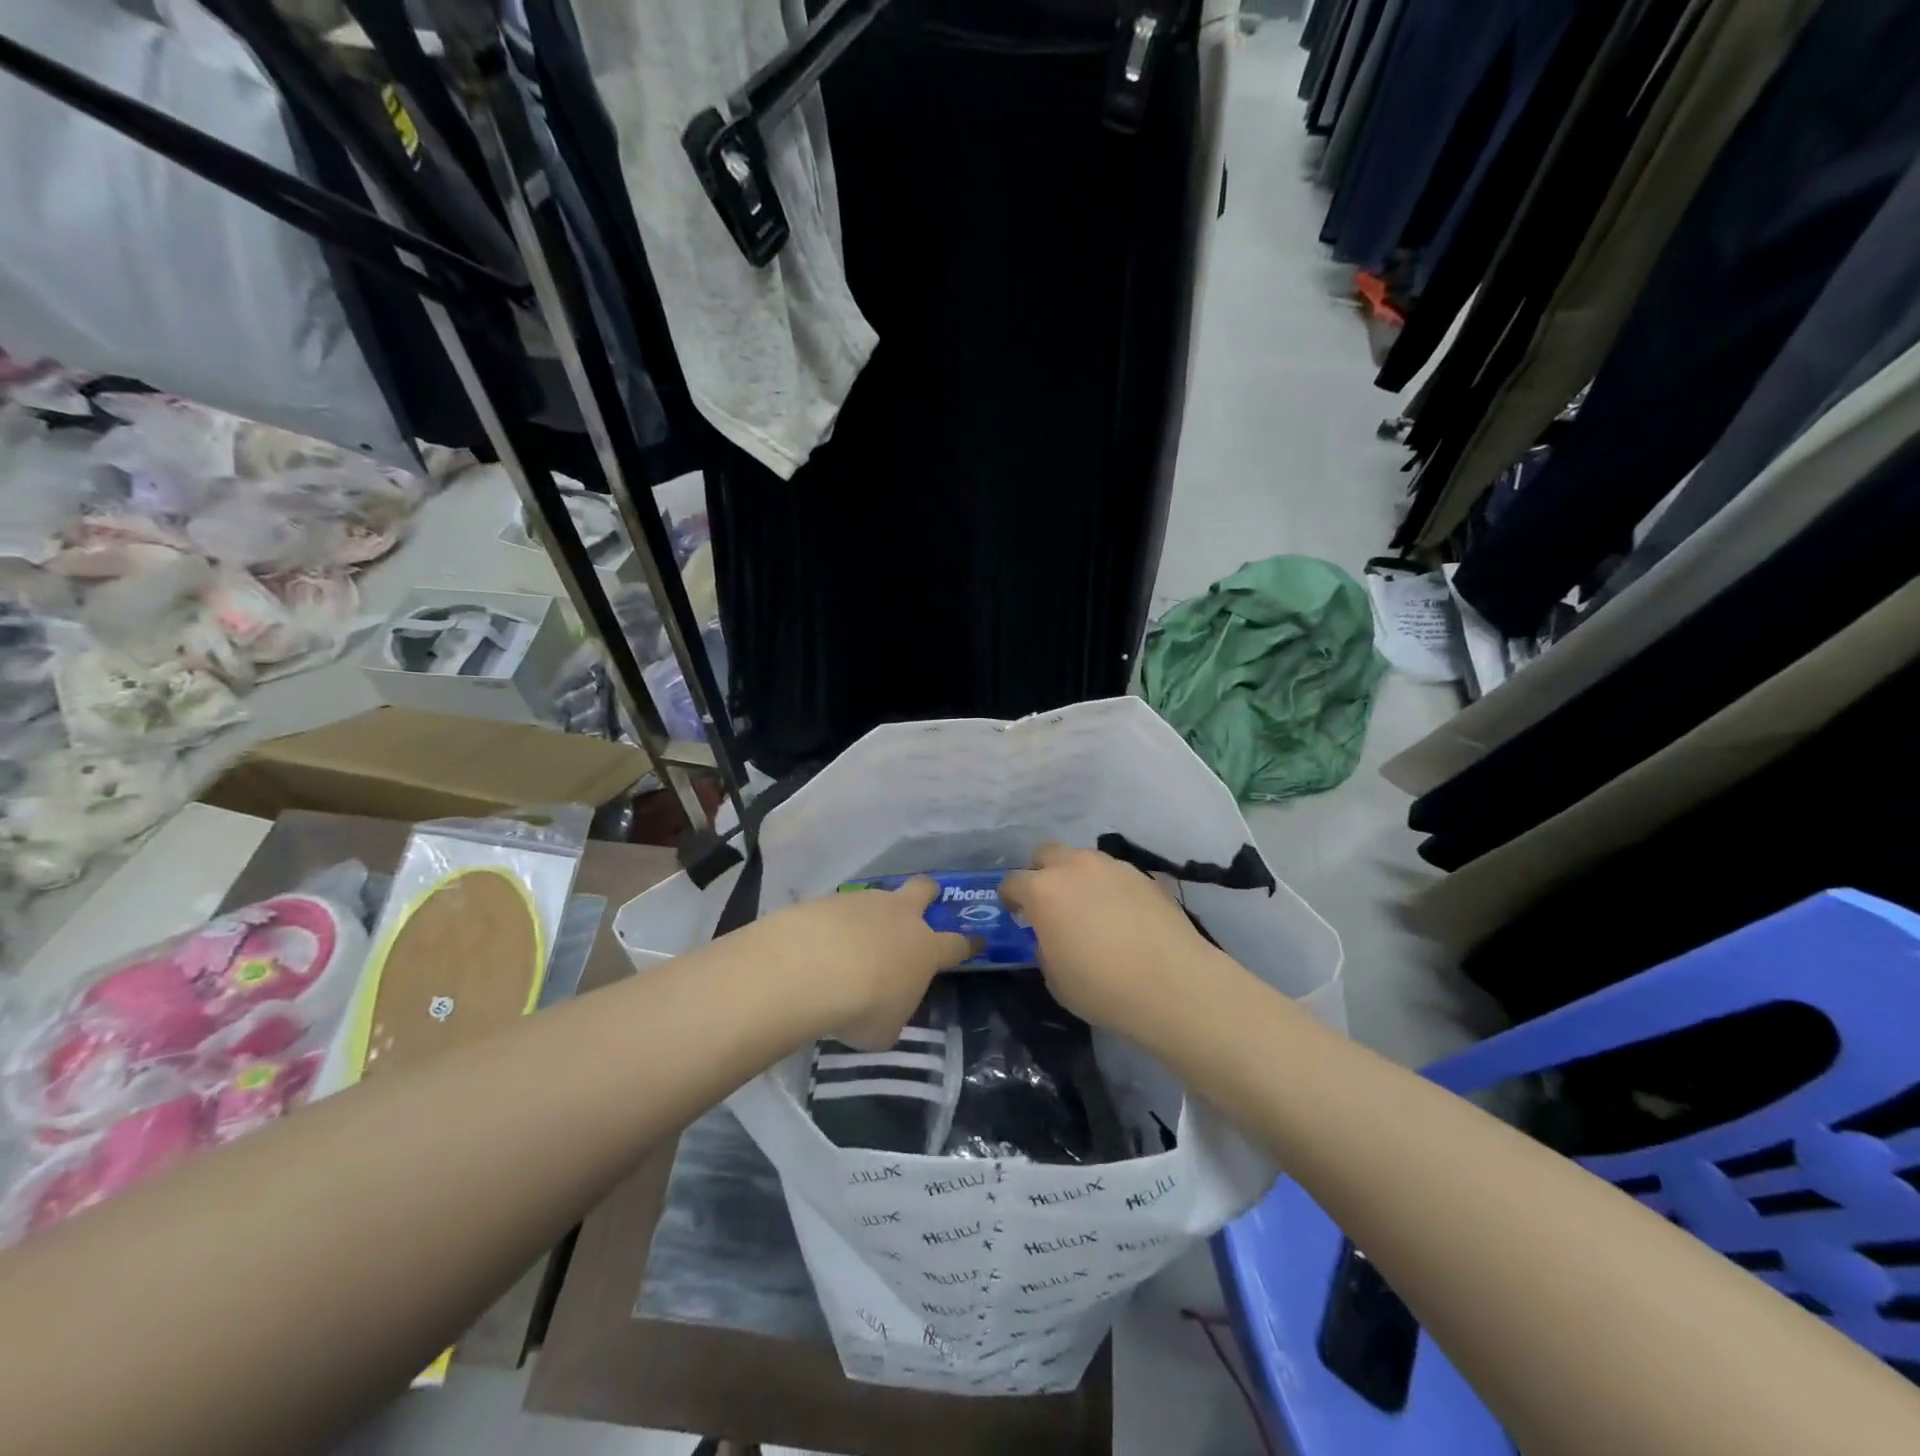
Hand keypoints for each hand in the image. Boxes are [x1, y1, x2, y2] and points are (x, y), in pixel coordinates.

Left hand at [751, 878, 970, 1049]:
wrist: (809, 968)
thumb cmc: (861, 1006)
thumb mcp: (884, 1030)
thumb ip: (893, 1016)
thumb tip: (886, 1011)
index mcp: (925, 949)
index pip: (957, 944)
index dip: (969, 944)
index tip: (976, 942)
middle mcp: (900, 917)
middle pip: (924, 889)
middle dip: (928, 893)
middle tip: (924, 901)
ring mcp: (865, 902)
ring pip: (880, 896)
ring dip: (874, 913)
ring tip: (854, 938)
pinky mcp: (830, 899)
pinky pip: (841, 908)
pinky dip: (836, 922)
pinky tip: (821, 942)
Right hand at [1001, 842, 1231, 1042]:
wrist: (1173, 984)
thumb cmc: (1102, 987)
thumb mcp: (1055, 977)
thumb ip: (1045, 947)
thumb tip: (1052, 936)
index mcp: (1043, 890)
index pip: (1013, 881)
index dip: (1010, 897)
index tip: (1014, 911)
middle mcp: (1075, 867)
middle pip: (1047, 854)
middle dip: (1042, 873)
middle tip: (1049, 901)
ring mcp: (1113, 866)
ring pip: (1084, 859)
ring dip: (1078, 877)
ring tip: (1089, 907)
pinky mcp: (1144, 875)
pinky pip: (1116, 874)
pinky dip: (1110, 888)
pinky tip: (1122, 915)